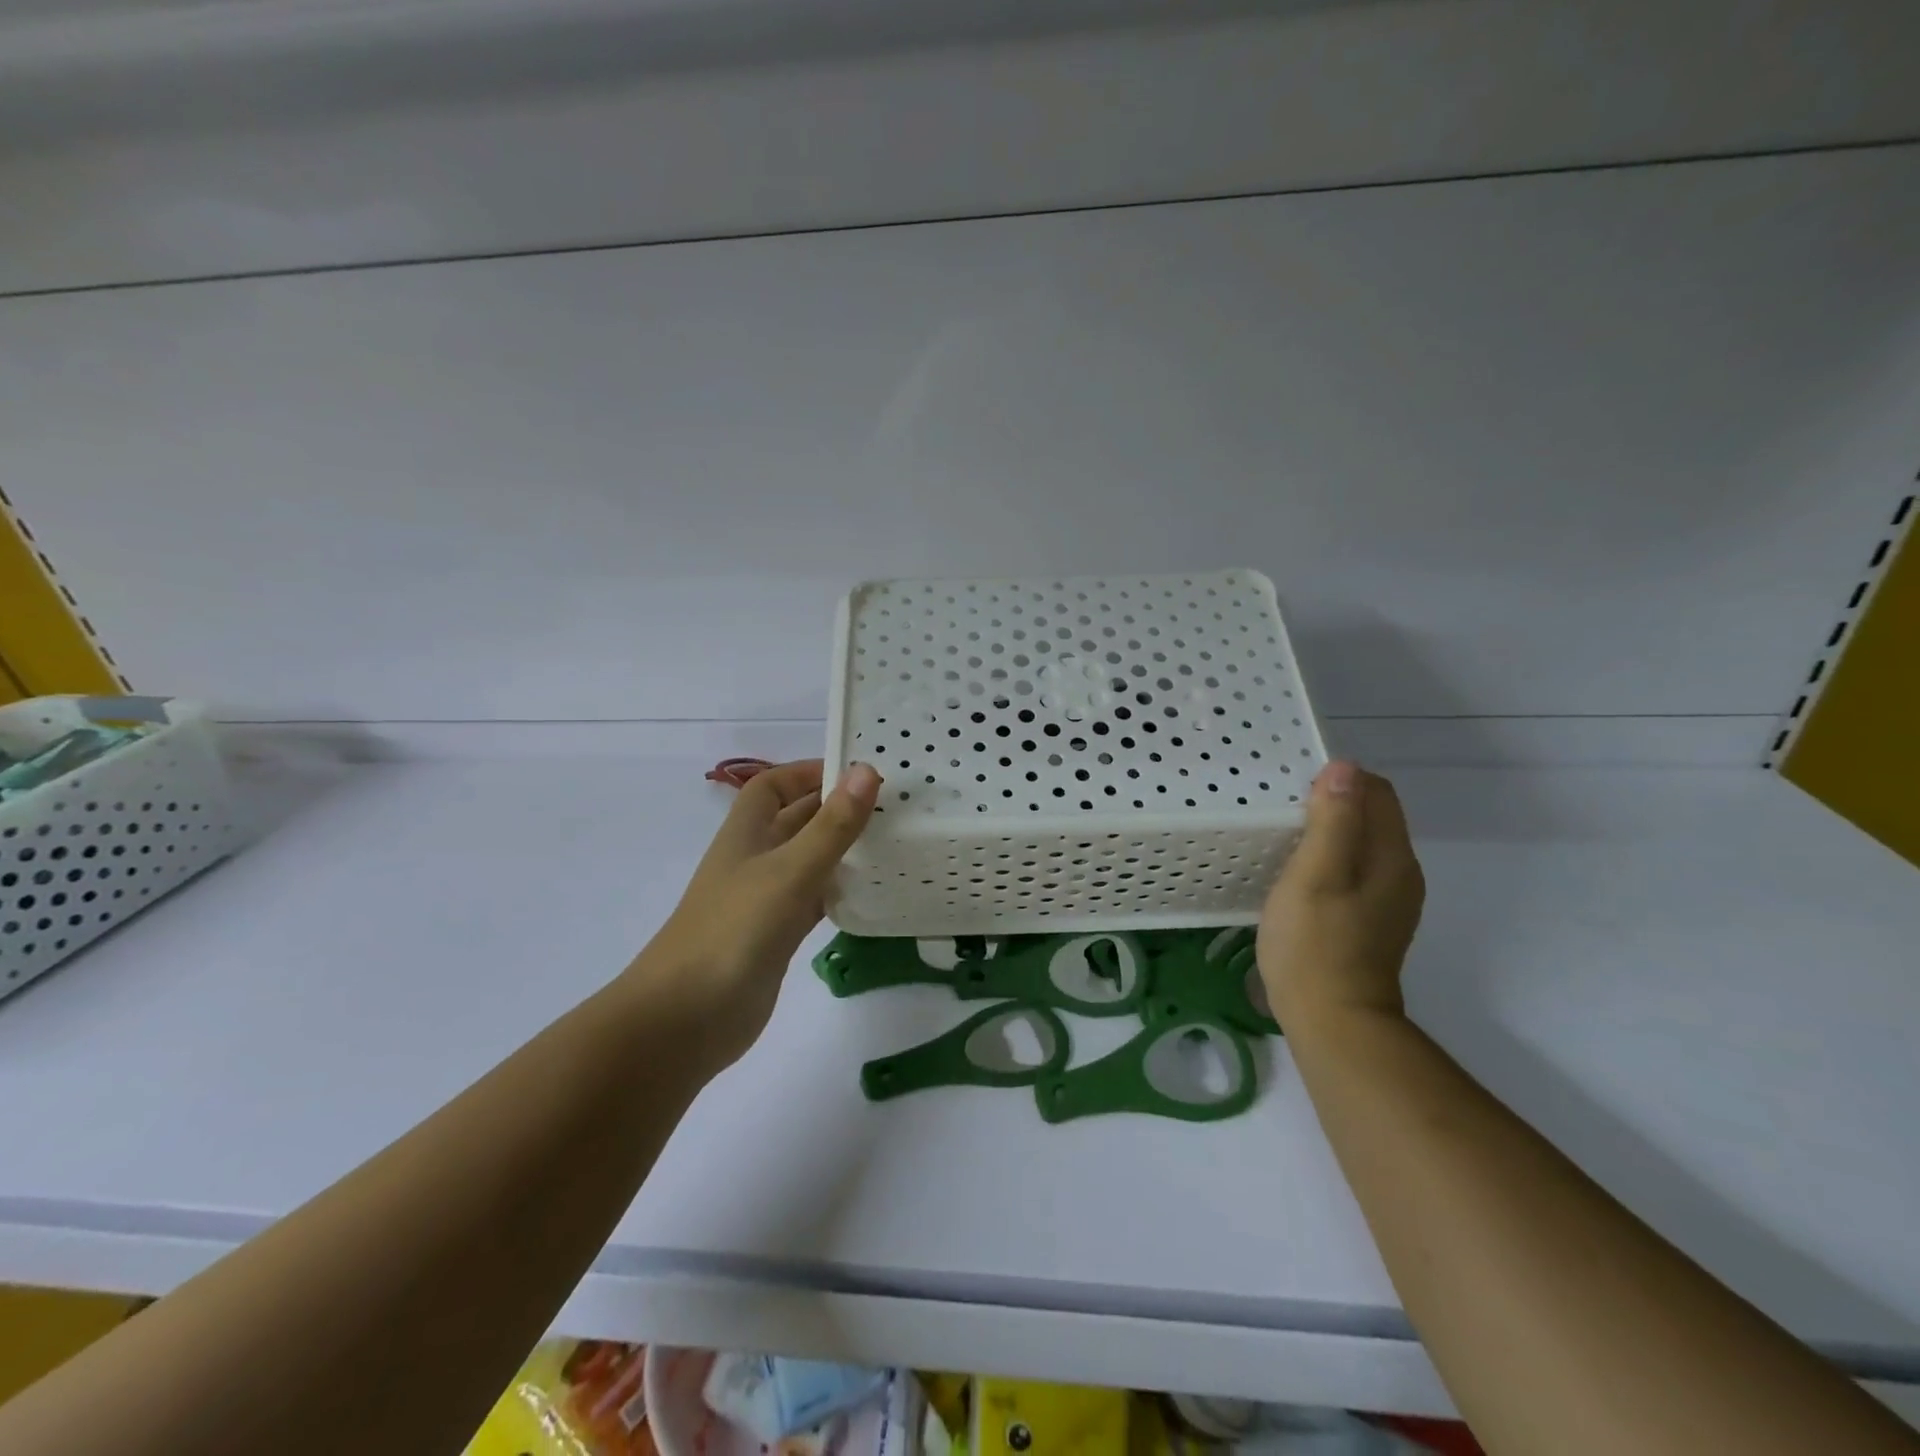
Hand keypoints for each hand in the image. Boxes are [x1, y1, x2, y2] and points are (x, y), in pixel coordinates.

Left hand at [635, 759, 880, 1068]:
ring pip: (810, 861)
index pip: (774, 785)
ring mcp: (765, 900)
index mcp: (746, 833)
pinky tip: (873, 893)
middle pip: (796, 821)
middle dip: (837, 809)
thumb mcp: (789, 871)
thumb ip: (831, 826)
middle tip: (892, 805)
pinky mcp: (777, 937)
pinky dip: (840, 893)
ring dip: (843, 851)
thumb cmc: (734, 930)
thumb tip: (866, 770)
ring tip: (893, 842)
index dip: (808, 772)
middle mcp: (755, 860)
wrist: (686, 1019)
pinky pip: (814, 901)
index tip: (857, 772)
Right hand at [1258, 761, 1424, 1035]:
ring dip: (1327, 832)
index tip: (1293, 790)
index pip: (1377, 792)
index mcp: (1391, 856)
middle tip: (1281, 810)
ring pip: (1361, 845)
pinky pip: (1353, 871)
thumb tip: (1344, 768)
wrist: (1333, 1022)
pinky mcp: (1370, 921)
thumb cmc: (1316, 944)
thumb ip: (1333, 821)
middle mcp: (1399, 873)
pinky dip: (1327, 860)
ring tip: (1282, 838)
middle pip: (1372, 816)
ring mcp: (1387, 901)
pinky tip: (1296, 876)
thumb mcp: (1316, 875)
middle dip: (1332, 803)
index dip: (1339, 780)